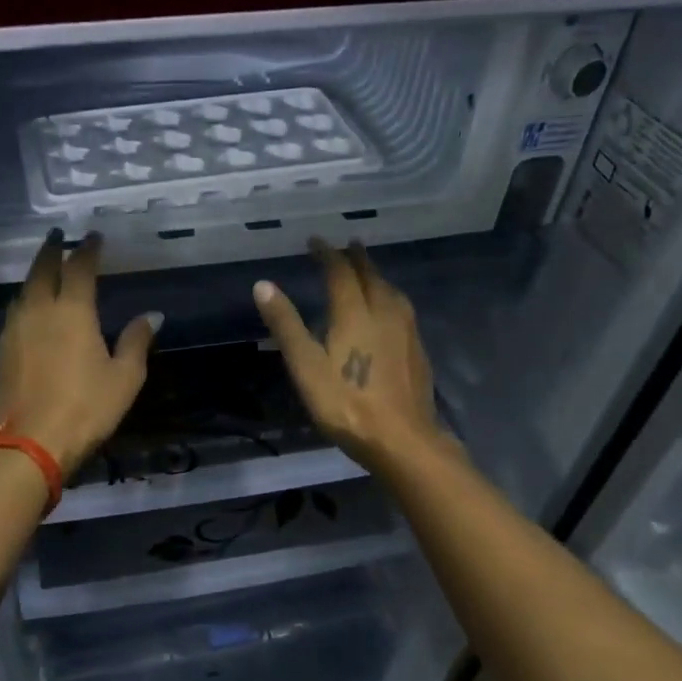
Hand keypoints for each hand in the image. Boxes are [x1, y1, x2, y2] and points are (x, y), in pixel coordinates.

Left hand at [0, 231, 161, 478]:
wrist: (31, 443)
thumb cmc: (86, 408)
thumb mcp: (124, 377)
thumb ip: (136, 341)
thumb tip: (152, 316)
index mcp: (72, 311)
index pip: (80, 268)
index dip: (88, 249)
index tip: (94, 236)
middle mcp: (39, 310)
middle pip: (43, 269)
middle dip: (52, 250)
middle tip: (59, 236)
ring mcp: (15, 330)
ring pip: (24, 289)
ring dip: (36, 272)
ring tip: (45, 267)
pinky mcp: (2, 351)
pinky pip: (15, 312)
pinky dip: (26, 299)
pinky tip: (30, 307)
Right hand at [253, 239, 447, 474]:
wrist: (402, 439)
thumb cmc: (347, 404)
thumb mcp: (306, 367)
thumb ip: (286, 325)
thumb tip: (263, 285)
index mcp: (355, 313)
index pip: (340, 272)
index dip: (327, 254)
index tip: (315, 241)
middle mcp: (385, 312)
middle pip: (371, 276)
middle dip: (356, 258)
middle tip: (347, 245)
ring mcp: (406, 331)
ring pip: (391, 291)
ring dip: (377, 275)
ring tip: (368, 271)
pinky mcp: (418, 350)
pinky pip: (403, 309)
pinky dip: (390, 297)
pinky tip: (390, 310)